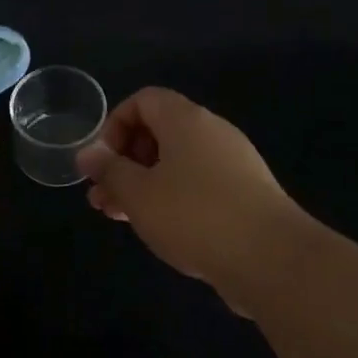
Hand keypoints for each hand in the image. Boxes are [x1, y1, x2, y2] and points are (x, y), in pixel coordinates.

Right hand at [76, 88, 308, 310]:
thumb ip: (109, 170)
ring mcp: (233, 163)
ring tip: (118, 216)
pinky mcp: (244, 194)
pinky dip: (172, 198)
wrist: (270, 258)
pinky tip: (158, 228)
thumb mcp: (138, 193)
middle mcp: (212, 132)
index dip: (114, 125)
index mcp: (186, 120)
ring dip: (143, 184)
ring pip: (176, 164)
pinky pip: (198, 185)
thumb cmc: (194, 215)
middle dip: (124, 162)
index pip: (143, 100)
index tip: (101, 162)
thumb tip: (87, 153)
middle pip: (159, 132)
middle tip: (102, 196)